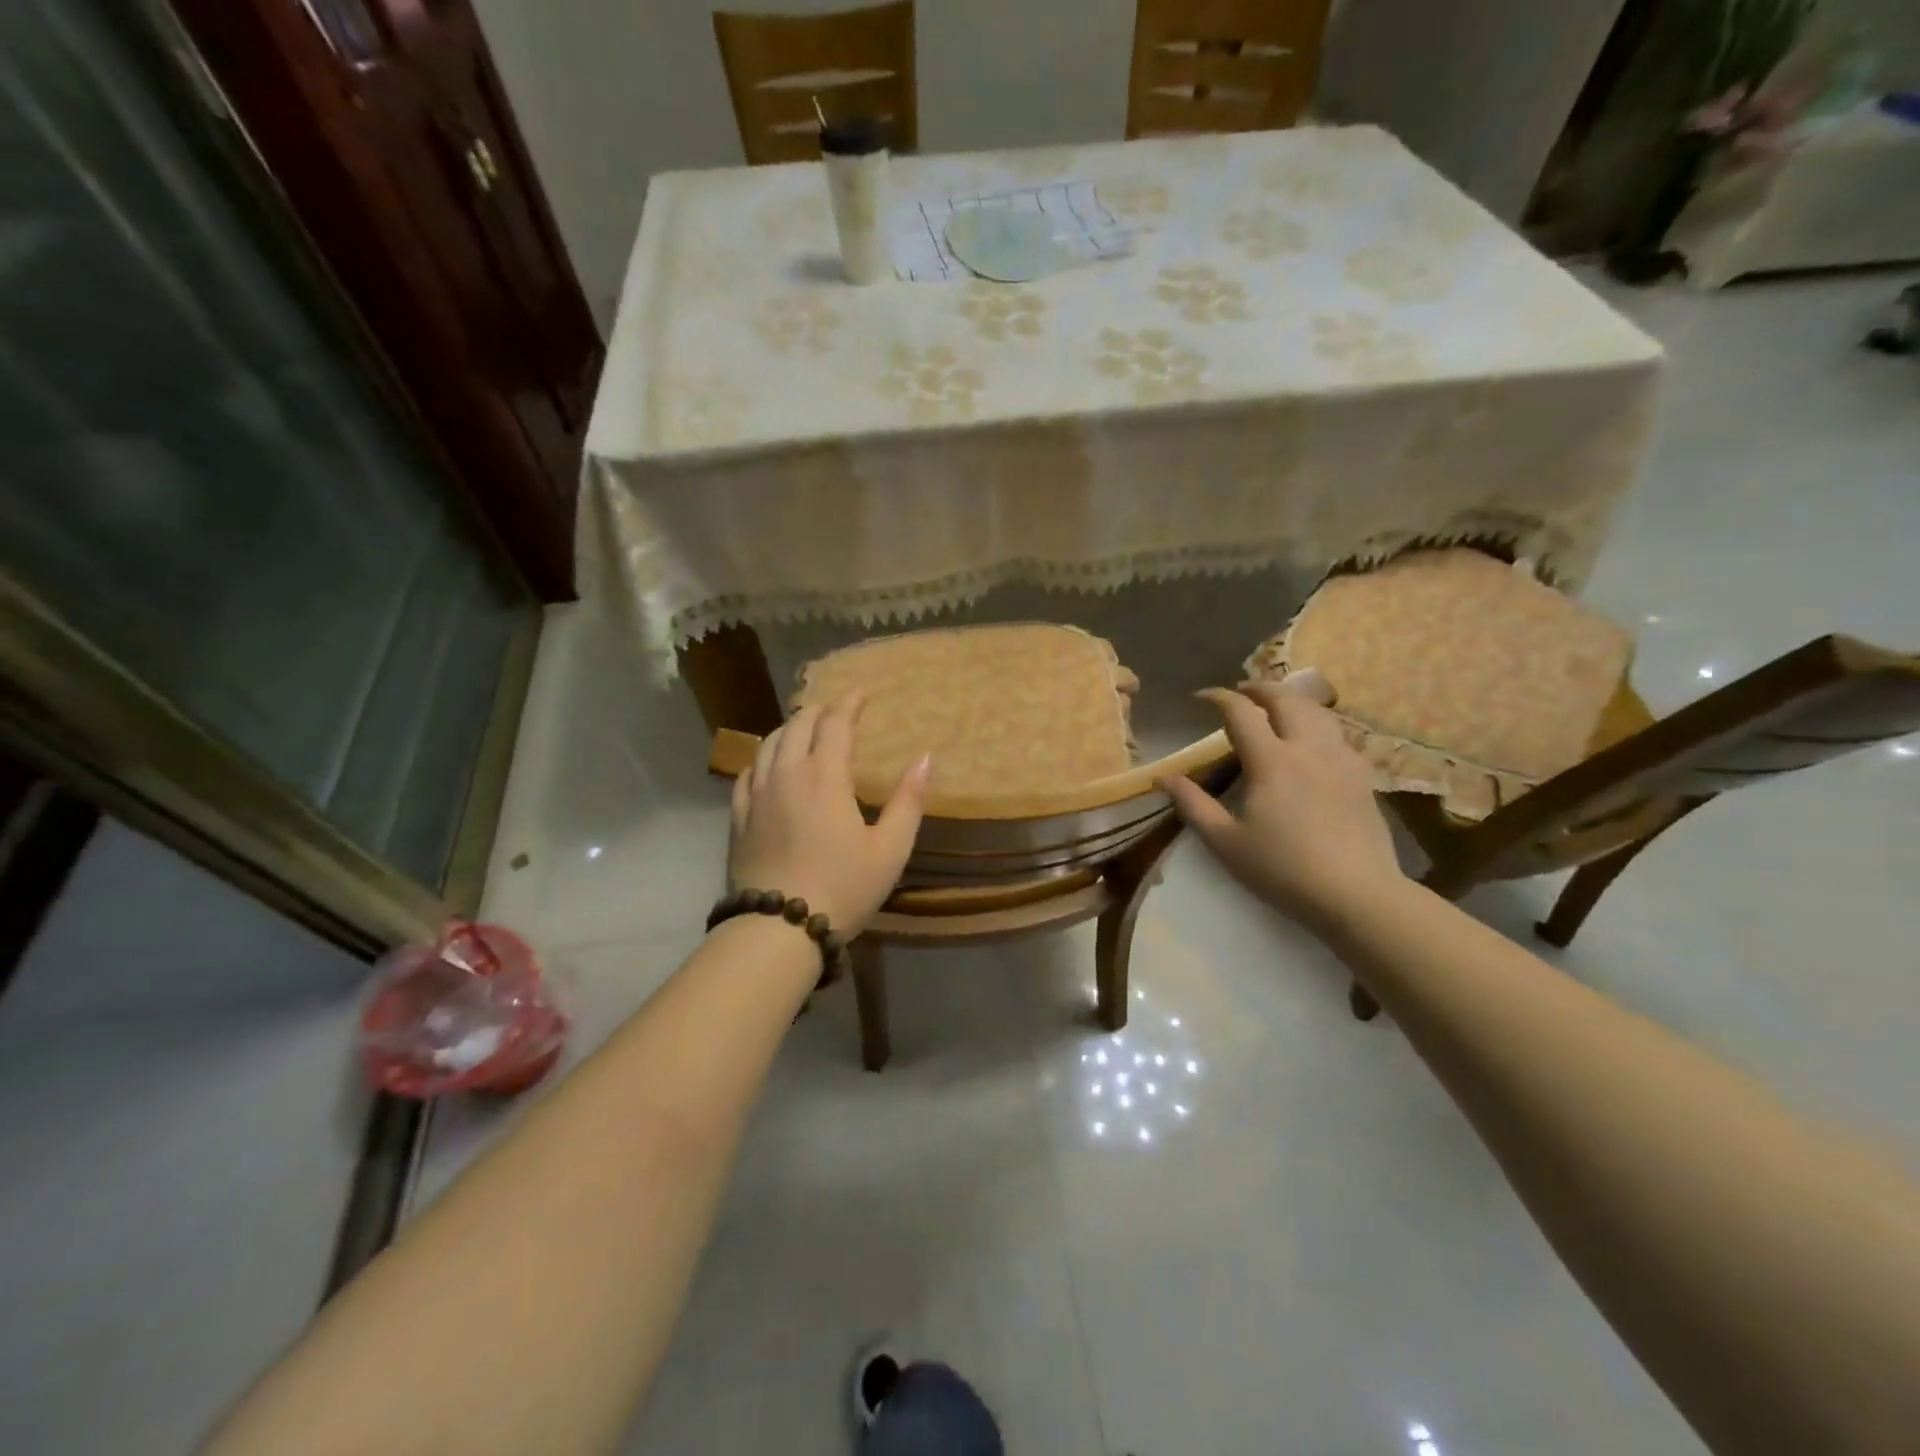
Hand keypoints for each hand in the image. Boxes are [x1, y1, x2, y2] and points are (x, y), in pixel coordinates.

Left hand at [728, 694, 930, 936]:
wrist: (778, 929)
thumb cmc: (843, 888)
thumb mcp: (890, 849)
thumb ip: (909, 801)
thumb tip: (926, 758)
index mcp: (825, 777)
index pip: (835, 724)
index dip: (850, 703)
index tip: (862, 693)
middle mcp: (786, 775)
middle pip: (798, 725)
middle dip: (819, 710)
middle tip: (837, 710)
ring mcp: (757, 794)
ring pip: (769, 743)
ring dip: (790, 728)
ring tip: (804, 728)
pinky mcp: (738, 816)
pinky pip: (748, 771)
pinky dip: (763, 756)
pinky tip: (769, 763)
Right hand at [1160, 674, 1403, 933]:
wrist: (1357, 895)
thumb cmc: (1282, 869)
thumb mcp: (1225, 843)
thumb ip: (1193, 805)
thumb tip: (1166, 778)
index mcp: (1271, 761)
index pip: (1241, 712)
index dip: (1219, 697)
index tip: (1201, 698)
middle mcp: (1307, 748)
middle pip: (1285, 699)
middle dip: (1259, 688)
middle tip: (1241, 692)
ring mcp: (1341, 759)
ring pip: (1317, 711)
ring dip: (1292, 700)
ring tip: (1276, 706)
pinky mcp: (1362, 776)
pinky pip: (1337, 735)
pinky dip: (1317, 725)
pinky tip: (1311, 742)